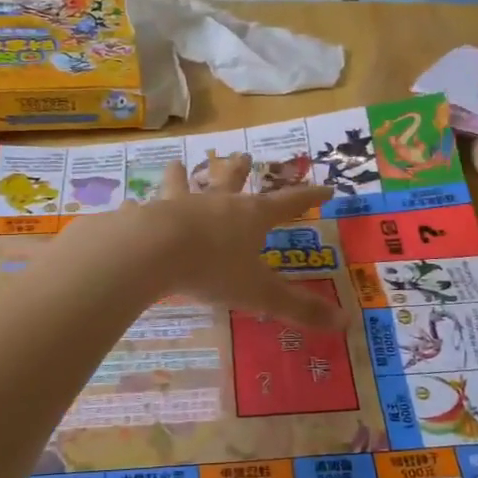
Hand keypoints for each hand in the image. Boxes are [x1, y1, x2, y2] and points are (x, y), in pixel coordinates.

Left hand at [128, 155, 343, 327]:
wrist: (154, 250)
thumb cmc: (213, 268)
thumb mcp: (260, 293)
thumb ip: (299, 308)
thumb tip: (346, 323)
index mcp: (250, 217)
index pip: (288, 203)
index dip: (308, 196)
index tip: (325, 186)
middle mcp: (217, 203)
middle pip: (232, 180)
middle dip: (240, 169)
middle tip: (244, 154)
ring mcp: (179, 204)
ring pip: (183, 183)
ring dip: (182, 174)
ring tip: (176, 163)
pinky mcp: (147, 214)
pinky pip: (144, 207)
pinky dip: (140, 206)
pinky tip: (131, 204)